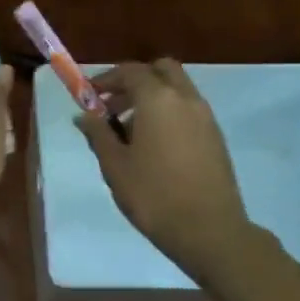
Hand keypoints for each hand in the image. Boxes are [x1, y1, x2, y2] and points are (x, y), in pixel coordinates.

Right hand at [76, 60, 265, 284]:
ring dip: (152, 97)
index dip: (106, 79)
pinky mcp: (216, 137)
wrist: (209, 230)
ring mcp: (206, 118)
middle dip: (135, 80)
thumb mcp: (114, 165)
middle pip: (161, 70)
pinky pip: (188, 110)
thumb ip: (98, 133)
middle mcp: (186, 99)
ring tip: (128, 130)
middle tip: (113, 104)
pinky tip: (153, 145)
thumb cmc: (153, 195)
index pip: (130, 71)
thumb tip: (84, 115)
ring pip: (177, 89)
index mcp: (158, 100)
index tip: (89, 95)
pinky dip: (168, 113)